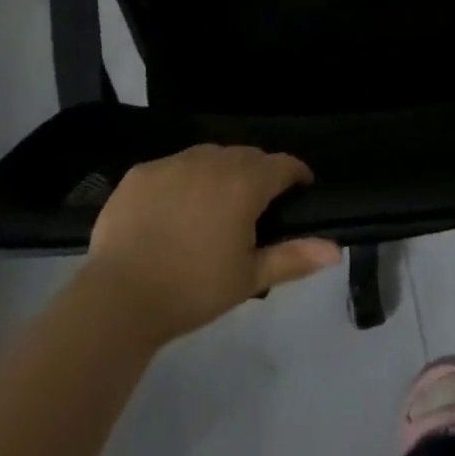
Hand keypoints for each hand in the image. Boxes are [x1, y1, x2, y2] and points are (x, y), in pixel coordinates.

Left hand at [82, 145, 340, 347]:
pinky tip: (173, 210)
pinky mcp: (142, 172)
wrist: (118, 299)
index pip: (283, 164)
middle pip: (247, 156)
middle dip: (258, 174)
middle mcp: (213, 160)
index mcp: (244, 183)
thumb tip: (335, 250)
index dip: (296, 175)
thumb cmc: (192, 290)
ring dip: (220, 172)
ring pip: (210, 156)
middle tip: (255, 207)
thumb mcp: (248, 278)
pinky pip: (173, 166)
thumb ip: (293, 257)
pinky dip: (182, 180)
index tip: (299, 191)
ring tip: (214, 205)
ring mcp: (174, 162)